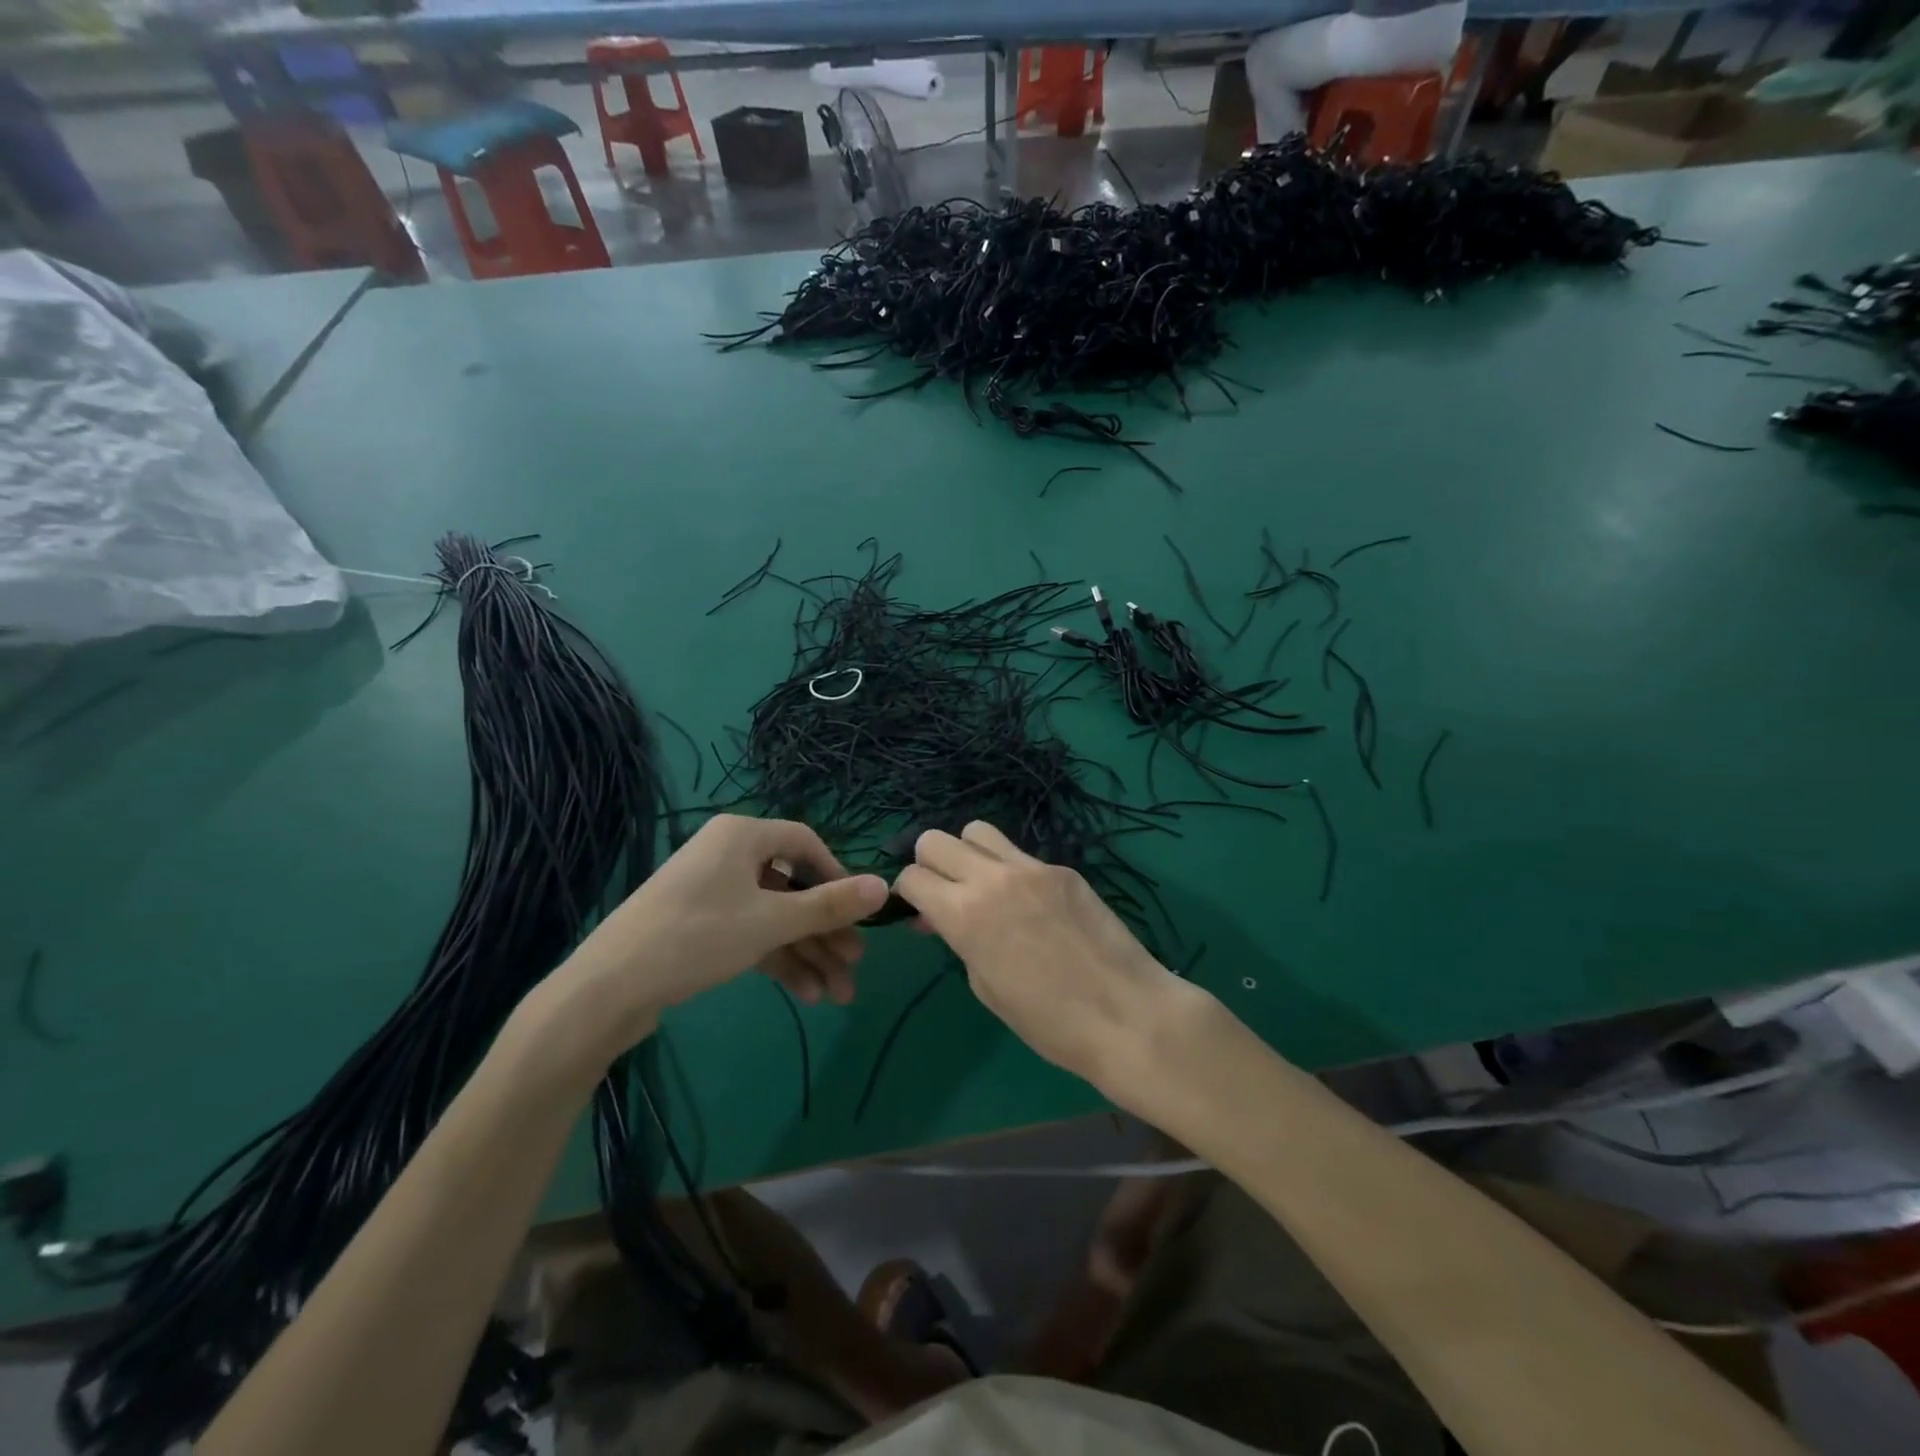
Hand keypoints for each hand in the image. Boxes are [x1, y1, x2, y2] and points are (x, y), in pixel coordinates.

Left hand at [556, 815, 887, 1051]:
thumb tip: (885, 886)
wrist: (608, 989)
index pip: (805, 843)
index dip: (837, 876)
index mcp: (742, 836)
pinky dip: (778, 961)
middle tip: (854, 965)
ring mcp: (712, 893)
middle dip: (825, 931)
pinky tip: (806, 995)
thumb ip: (829, 905)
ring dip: (807, 954)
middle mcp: (728, 856)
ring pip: (774, 918)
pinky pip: (751, 934)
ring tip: (838, 995)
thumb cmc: (697, 937)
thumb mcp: (771, 921)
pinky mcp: (700, 927)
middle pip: (792, 888)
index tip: (858, 912)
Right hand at [893, 821, 1189, 1100]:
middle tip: (944, 894)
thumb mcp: (986, 987)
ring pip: (978, 831)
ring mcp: (1031, 867)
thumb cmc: (1048, 1022)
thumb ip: (958, 940)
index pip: (912, 877)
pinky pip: (1021, 855)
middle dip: (929, 864)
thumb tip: (943, 918)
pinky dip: (1010, 870)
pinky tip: (1030, 903)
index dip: (908, 895)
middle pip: (935, 840)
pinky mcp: (1063, 869)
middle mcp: (992, 878)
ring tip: (983, 886)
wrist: (1126, 1014)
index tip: (920, 912)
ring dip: (968, 854)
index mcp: (965, 914)